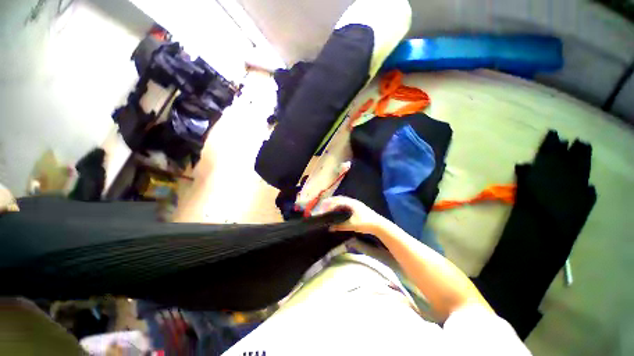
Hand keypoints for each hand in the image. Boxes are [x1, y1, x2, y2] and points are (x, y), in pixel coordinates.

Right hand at [316, 196, 384, 234]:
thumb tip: (329, 228)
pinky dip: (338, 206)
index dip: (327, 206)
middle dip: (328, 202)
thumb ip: (340, 226)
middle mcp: (351, 201)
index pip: (335, 201)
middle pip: (337, 199)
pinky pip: (344, 204)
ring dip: (333, 204)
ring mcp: (354, 203)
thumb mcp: (351, 225)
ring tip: (327, 209)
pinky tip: (337, 212)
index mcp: (349, 202)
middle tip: (321, 207)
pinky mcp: (356, 207)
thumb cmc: (365, 223)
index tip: (321, 211)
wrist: (379, 225)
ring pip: (341, 201)